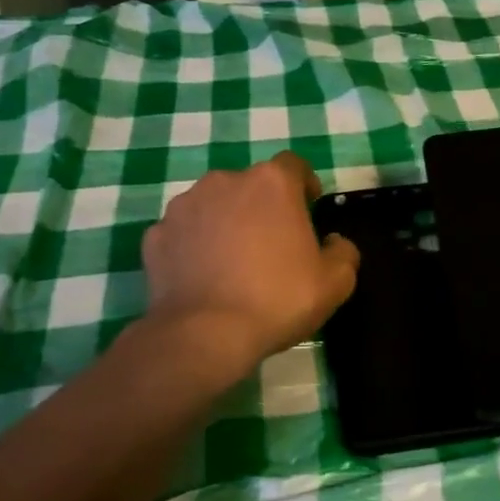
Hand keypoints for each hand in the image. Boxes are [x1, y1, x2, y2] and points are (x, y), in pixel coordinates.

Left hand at [143, 152, 359, 370]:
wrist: (204, 335)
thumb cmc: (277, 299)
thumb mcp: (335, 283)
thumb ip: (343, 252)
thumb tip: (333, 242)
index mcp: (271, 183)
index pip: (293, 166)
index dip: (304, 184)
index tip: (309, 208)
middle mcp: (224, 181)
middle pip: (251, 186)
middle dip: (263, 207)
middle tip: (272, 244)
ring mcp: (184, 206)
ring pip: (214, 205)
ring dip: (226, 223)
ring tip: (233, 262)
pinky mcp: (156, 235)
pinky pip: (184, 233)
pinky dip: (194, 246)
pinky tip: (203, 276)